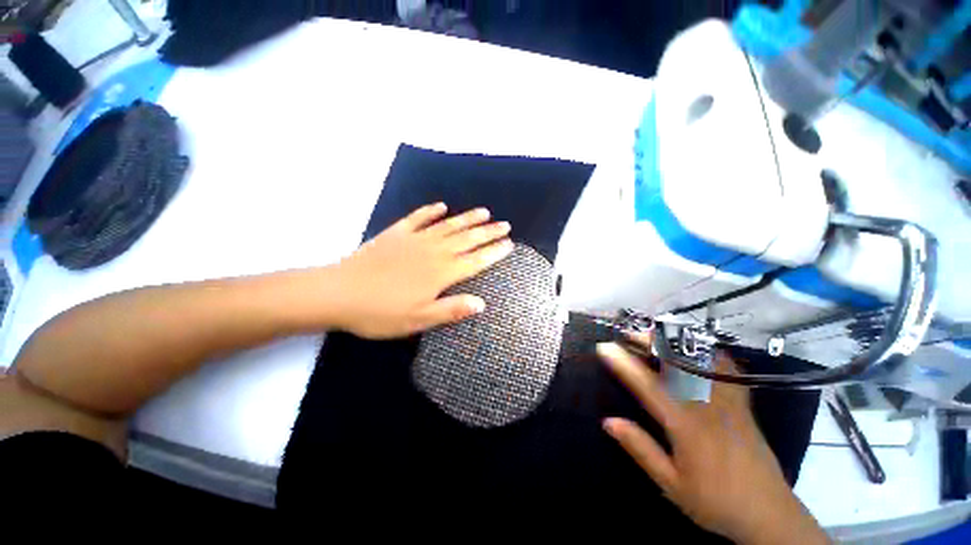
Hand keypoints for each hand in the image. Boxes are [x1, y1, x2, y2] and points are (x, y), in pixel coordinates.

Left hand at [329, 203, 513, 338]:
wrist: (338, 293)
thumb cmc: (380, 312)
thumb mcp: (419, 319)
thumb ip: (451, 310)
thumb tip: (481, 303)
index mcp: (441, 273)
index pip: (475, 260)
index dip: (494, 252)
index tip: (509, 244)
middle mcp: (433, 252)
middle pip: (467, 239)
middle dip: (488, 232)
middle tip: (504, 225)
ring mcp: (414, 239)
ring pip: (448, 225)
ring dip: (467, 218)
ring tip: (484, 212)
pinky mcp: (396, 233)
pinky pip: (418, 218)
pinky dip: (431, 211)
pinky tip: (441, 205)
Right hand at [597, 335, 828, 544]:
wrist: (769, 515)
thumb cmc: (715, 502)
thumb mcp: (671, 484)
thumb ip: (640, 448)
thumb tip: (608, 421)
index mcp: (686, 426)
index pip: (648, 386)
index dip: (624, 363)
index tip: (605, 347)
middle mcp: (707, 407)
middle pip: (677, 362)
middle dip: (651, 342)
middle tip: (630, 334)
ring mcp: (729, 402)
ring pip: (701, 360)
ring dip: (676, 343)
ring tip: (656, 336)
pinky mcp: (743, 404)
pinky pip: (727, 368)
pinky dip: (709, 352)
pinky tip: (696, 349)